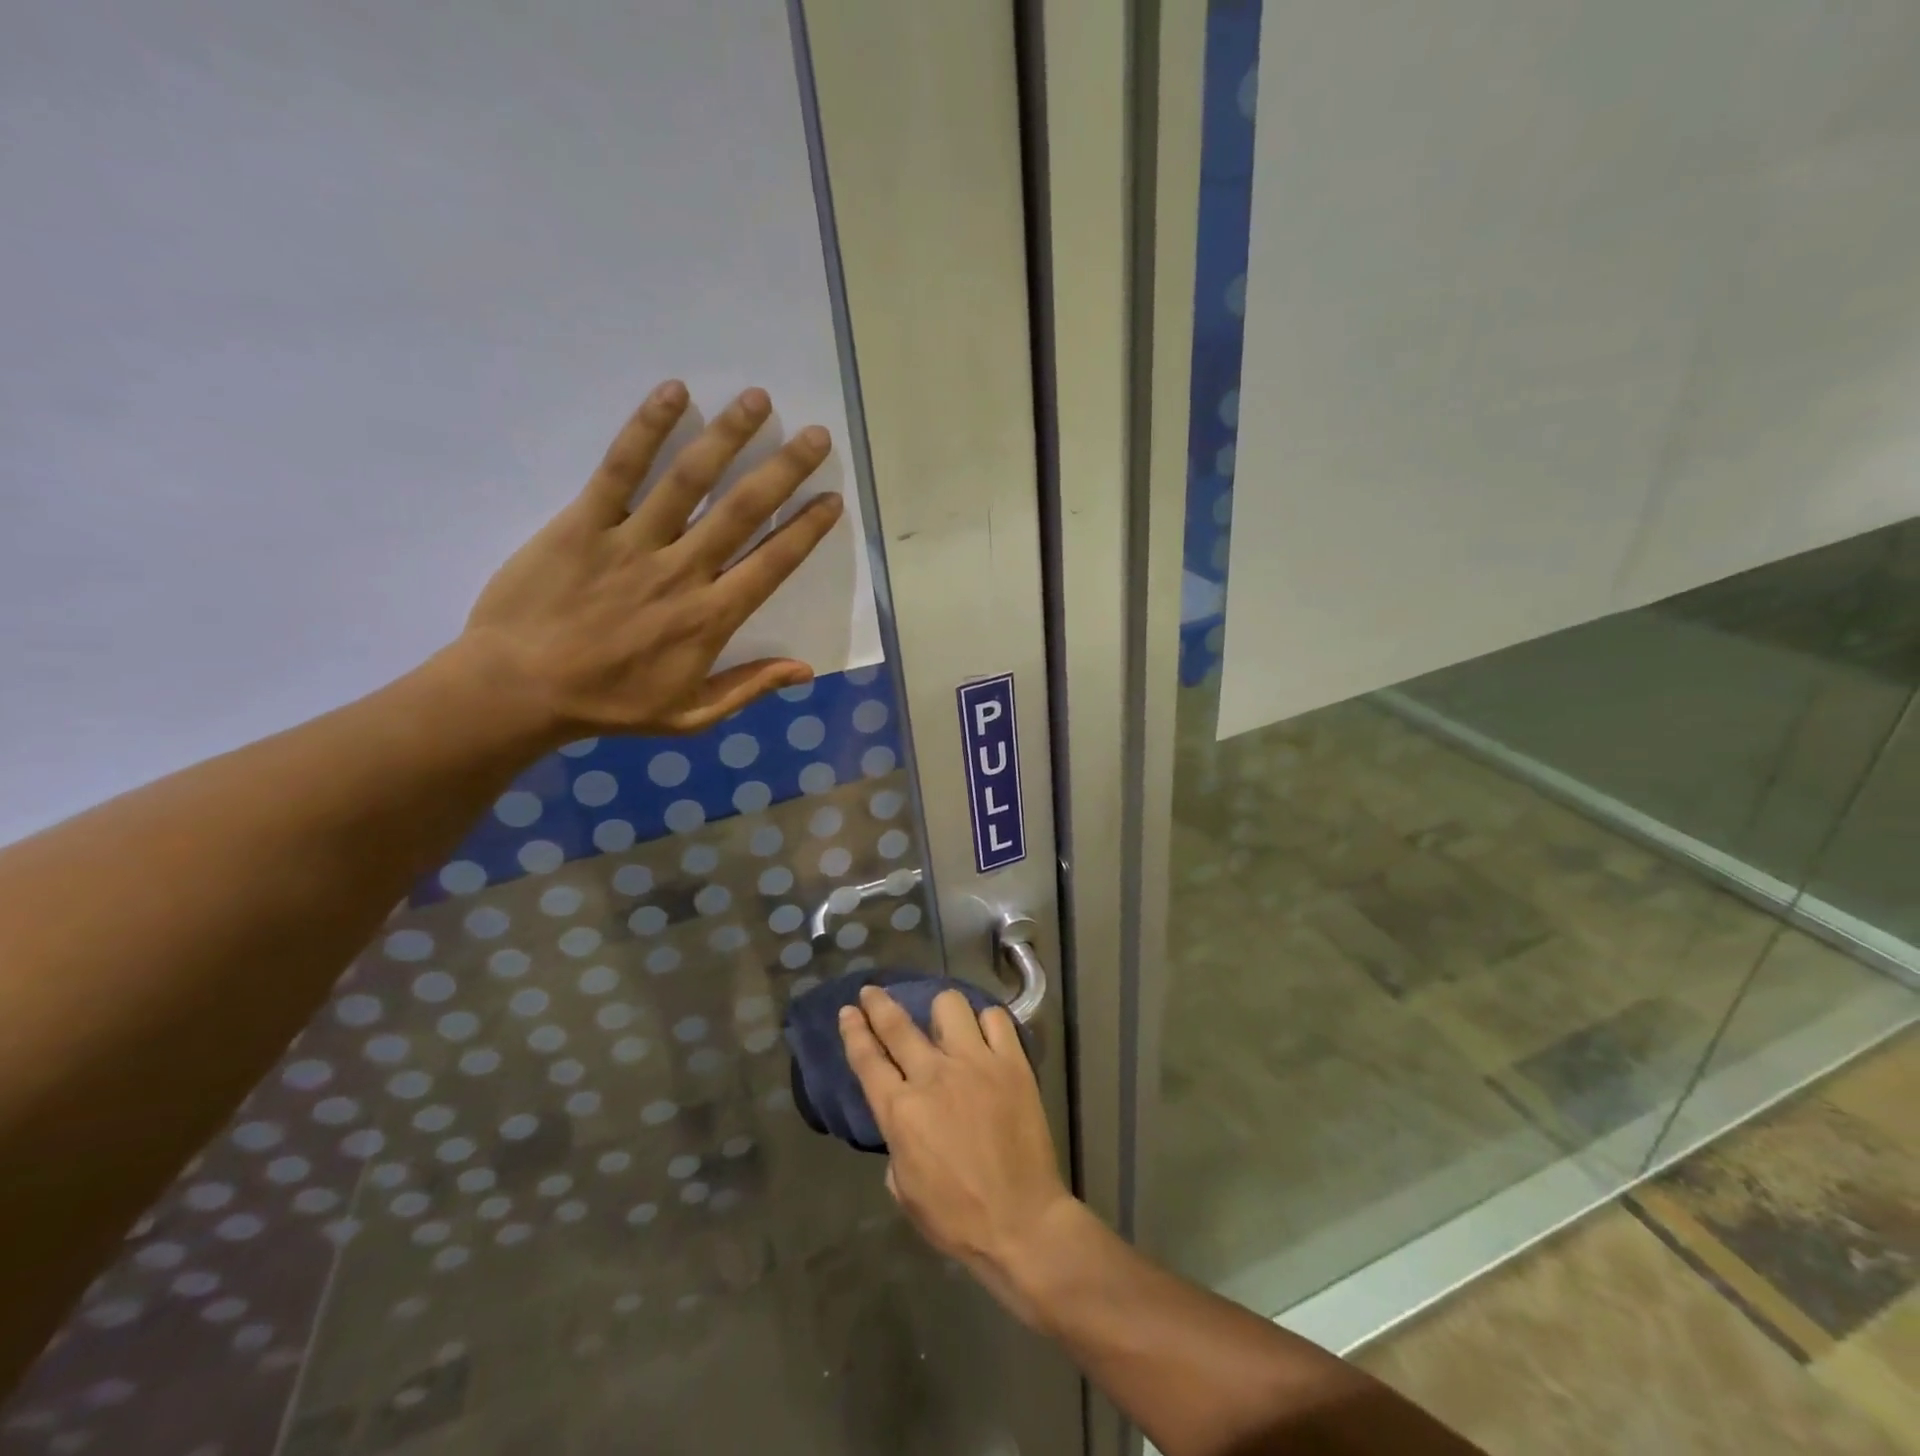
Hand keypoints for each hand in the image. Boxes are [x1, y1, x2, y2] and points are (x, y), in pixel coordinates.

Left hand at [459, 380, 843, 737]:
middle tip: (817, 435)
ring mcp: (634, 542)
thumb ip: (748, 688)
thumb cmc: (609, 705)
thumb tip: (805, 669)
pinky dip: (647, 429)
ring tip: (757, 400)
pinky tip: (674, 393)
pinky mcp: (585, 523)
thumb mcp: (690, 716)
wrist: (519, 690)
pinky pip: (620, 469)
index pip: (773, 563)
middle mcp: (683, 572)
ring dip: (728, 436)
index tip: (832, 498)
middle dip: (785, 470)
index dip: (807, 529)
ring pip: (690, 480)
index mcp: (712, 618)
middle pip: (743, 511)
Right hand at [839, 985, 1079, 1323]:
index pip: (867, 1058)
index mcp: (901, 1111)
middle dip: (878, 1003)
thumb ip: (897, 1143)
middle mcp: (933, 1075)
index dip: (854, 1030)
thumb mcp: (905, 1189)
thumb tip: (905, 1119)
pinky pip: (995, 1019)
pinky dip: (986, 1022)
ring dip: (940, 1012)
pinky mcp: (1011, 1062)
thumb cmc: (957, 1218)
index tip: (848, 1011)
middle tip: (872, 992)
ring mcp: (975, 1063)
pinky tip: (984, 1035)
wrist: (1022, 1222)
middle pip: (897, 1023)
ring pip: (949, 1005)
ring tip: (944, 1024)